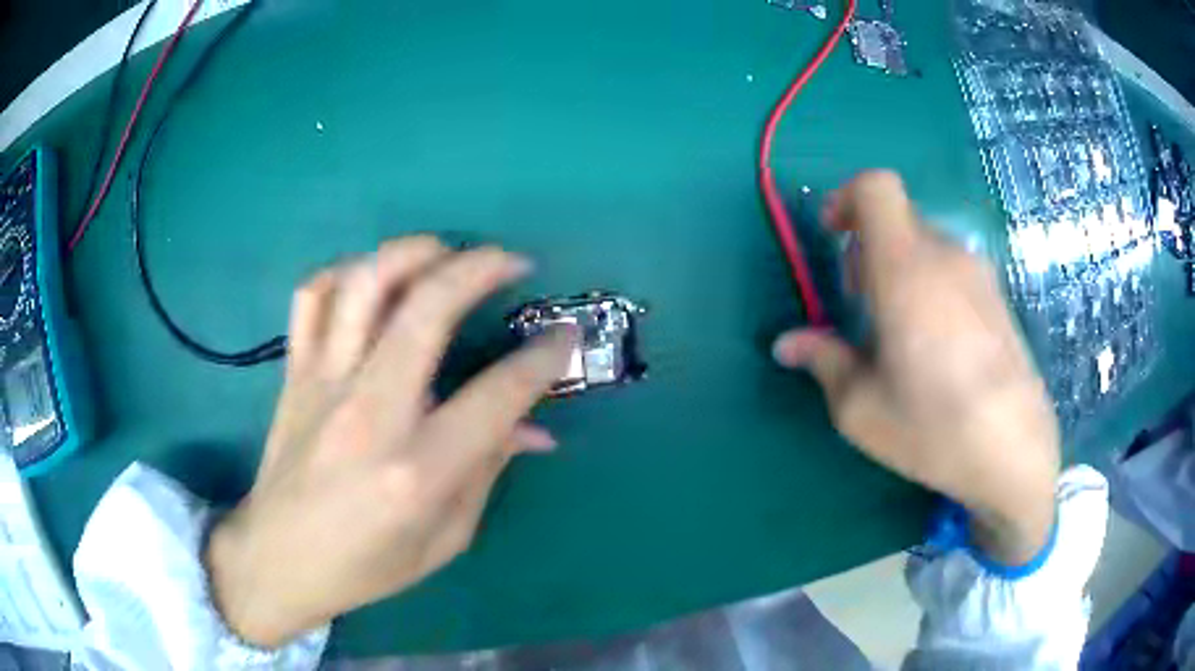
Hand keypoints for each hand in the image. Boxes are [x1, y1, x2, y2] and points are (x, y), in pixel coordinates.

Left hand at [204, 237, 573, 647]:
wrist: (279, 559)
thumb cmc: (367, 565)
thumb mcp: (445, 539)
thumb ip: (488, 472)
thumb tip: (534, 428)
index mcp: (418, 471)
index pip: (497, 396)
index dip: (543, 359)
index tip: (563, 337)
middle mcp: (370, 414)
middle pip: (428, 309)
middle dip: (481, 269)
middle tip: (511, 262)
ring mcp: (324, 384)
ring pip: (365, 284)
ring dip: (413, 252)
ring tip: (443, 252)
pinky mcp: (294, 373)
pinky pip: (313, 296)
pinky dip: (345, 272)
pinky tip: (371, 280)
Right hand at [772, 171, 1059, 564]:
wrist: (1015, 452)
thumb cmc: (934, 430)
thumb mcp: (862, 409)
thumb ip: (823, 362)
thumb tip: (786, 344)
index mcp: (905, 269)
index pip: (876, 187)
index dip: (846, 198)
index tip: (832, 236)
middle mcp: (945, 256)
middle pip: (897, 218)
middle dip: (867, 248)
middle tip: (861, 306)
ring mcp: (979, 274)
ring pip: (926, 244)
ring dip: (899, 268)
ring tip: (899, 332)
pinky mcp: (997, 297)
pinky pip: (952, 268)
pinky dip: (930, 284)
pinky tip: (936, 344)